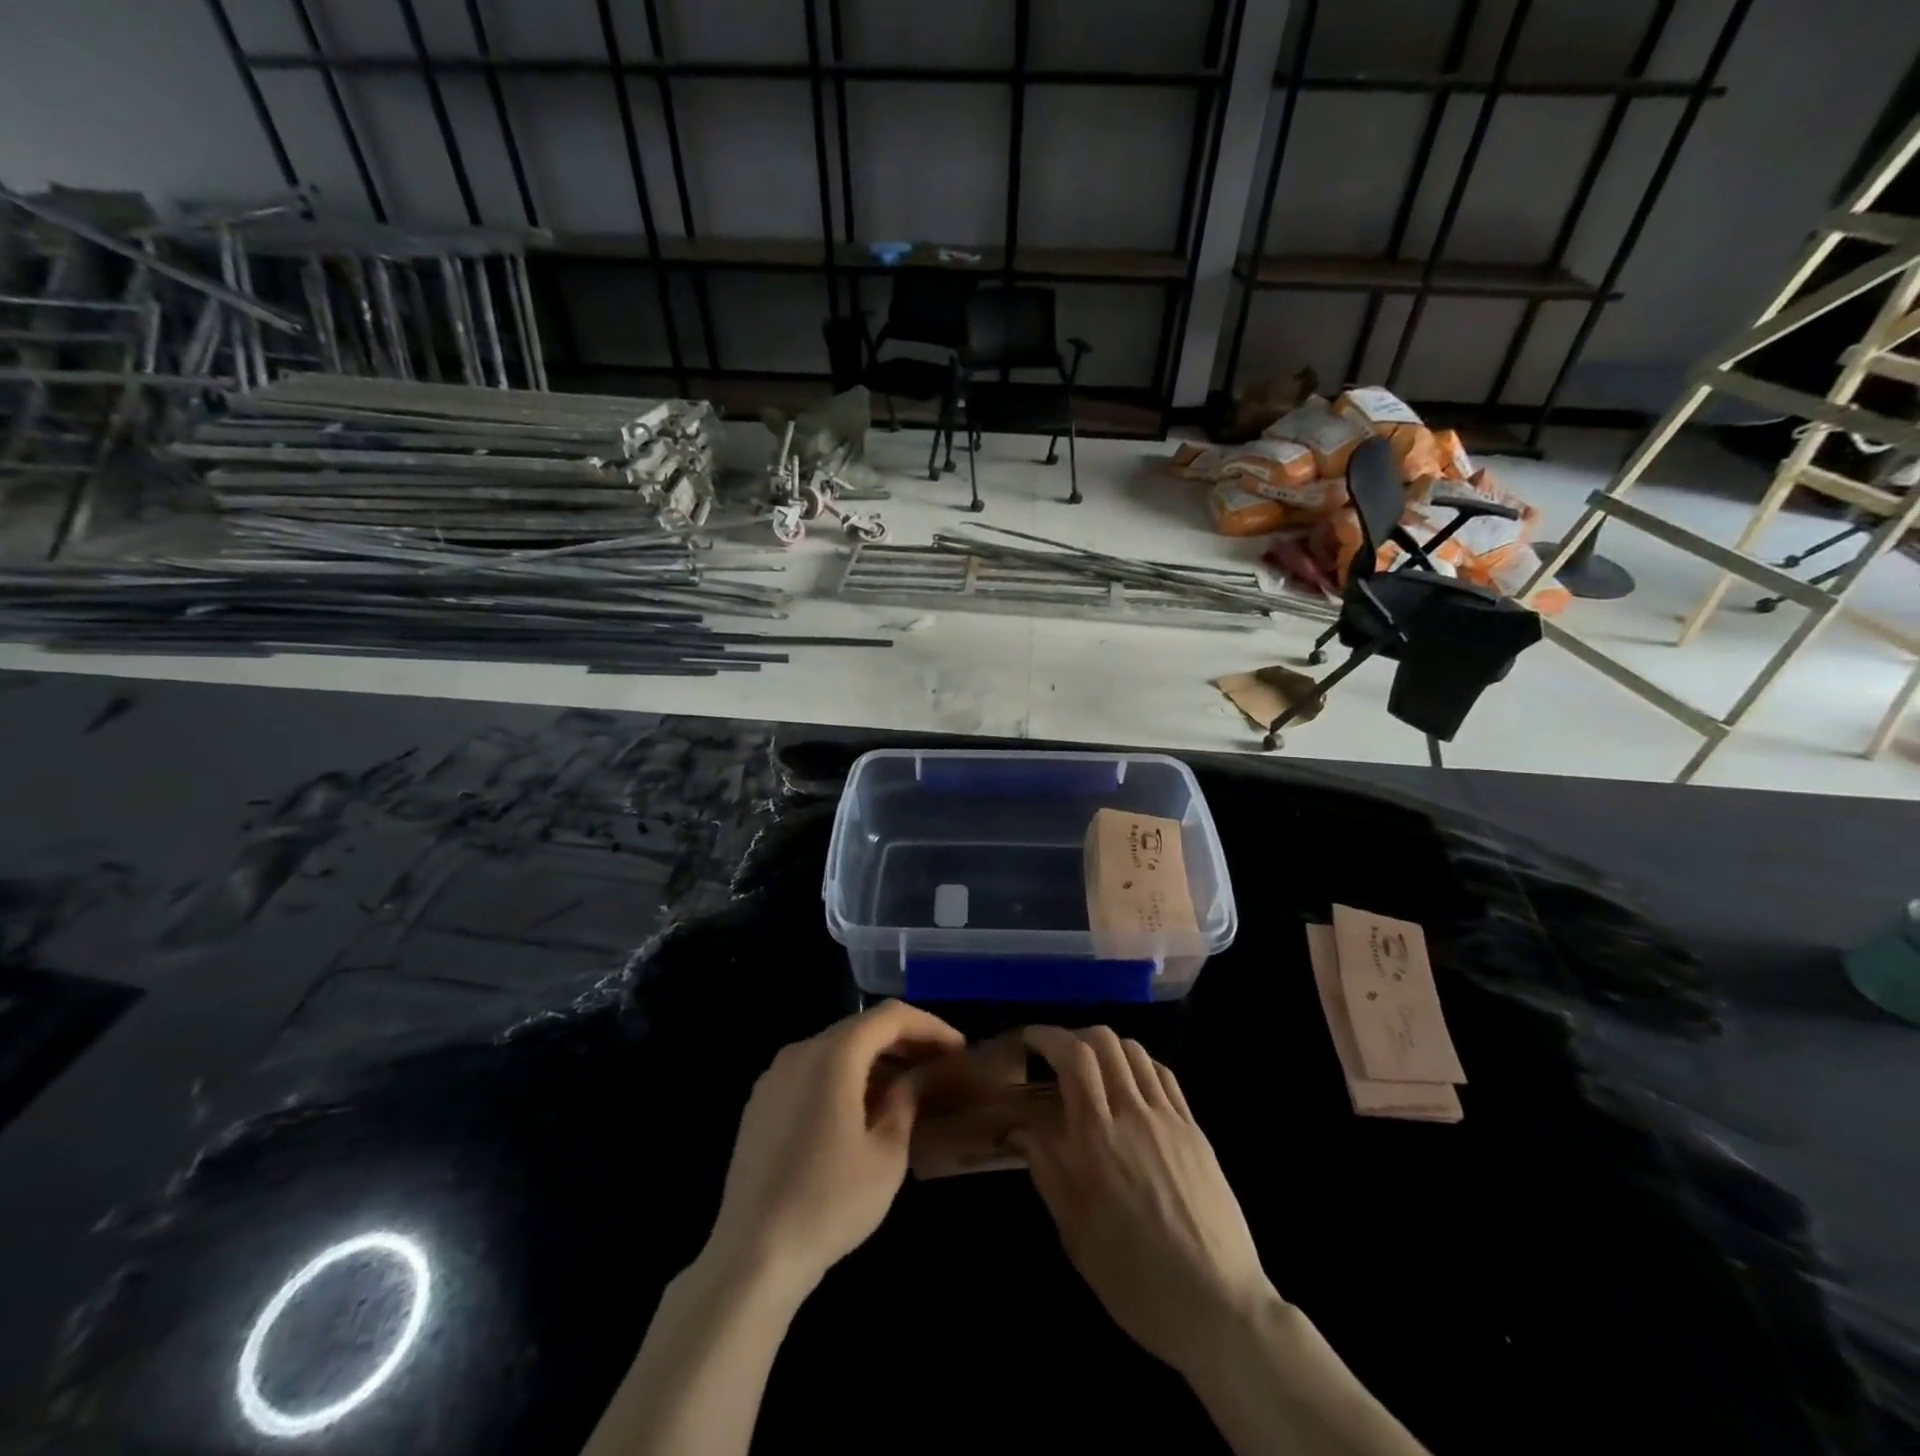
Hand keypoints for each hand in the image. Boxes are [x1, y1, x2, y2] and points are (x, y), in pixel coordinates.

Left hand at [705, 1000, 963, 1300]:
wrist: (751, 1256)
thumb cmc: (829, 1203)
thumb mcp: (886, 1155)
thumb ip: (906, 1101)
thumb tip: (916, 1077)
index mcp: (832, 1055)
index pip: (889, 1017)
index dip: (929, 1026)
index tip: (958, 1049)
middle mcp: (800, 1052)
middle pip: (860, 1028)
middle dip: (903, 1041)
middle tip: (938, 1064)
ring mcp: (774, 1077)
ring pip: (835, 1049)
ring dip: (874, 1059)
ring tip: (907, 1087)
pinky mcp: (760, 1104)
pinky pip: (812, 1071)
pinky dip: (844, 1076)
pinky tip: (862, 1109)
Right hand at [1013, 1025, 1277, 1376]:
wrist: (1218, 1307)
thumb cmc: (1134, 1278)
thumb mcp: (1075, 1232)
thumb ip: (1046, 1169)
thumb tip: (1018, 1128)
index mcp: (1098, 1138)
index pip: (1073, 1057)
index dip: (1048, 1036)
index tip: (1030, 1039)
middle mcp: (1133, 1114)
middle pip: (1105, 1041)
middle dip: (1075, 1035)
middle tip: (1058, 1055)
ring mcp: (1169, 1119)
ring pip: (1136, 1052)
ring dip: (1107, 1047)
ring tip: (1093, 1068)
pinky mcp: (1195, 1131)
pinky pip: (1164, 1077)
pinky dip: (1140, 1065)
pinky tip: (1131, 1084)